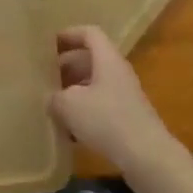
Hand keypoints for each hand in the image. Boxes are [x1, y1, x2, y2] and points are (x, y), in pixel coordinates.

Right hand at [50, 26, 186, 192]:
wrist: (148, 158)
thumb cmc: (107, 120)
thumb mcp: (69, 104)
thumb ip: (55, 96)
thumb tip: (52, 98)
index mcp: (107, 59)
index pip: (90, 33)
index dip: (69, 34)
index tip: (48, 44)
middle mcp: (118, 73)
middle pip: (90, 59)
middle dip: (66, 65)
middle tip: (44, 75)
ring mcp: (125, 97)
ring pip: (94, 84)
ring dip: (73, 90)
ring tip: (52, 102)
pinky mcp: (127, 120)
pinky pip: (100, 106)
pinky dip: (84, 112)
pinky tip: (68, 130)